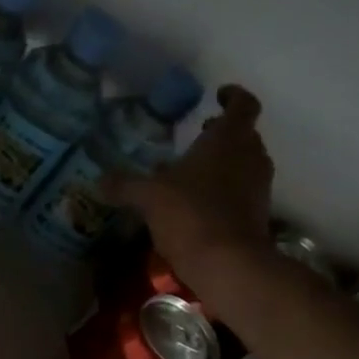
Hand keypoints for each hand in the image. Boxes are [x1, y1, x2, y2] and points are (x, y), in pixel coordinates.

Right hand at [114, 85, 273, 274]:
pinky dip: (223, 190)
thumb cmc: (190, 214)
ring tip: (191, 173)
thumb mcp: (148, 196)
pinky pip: (240, 191)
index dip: (233, 96)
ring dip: (222, 163)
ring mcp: (258, 187)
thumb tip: (100, 180)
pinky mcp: (257, 214)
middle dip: (222, 134)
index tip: (218, 95)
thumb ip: (125, 185)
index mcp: (229, 139)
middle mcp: (250, 156)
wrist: (227, 263)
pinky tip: (196, 204)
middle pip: (243, 135)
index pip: (243, 105)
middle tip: (198, 136)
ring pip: (243, 164)